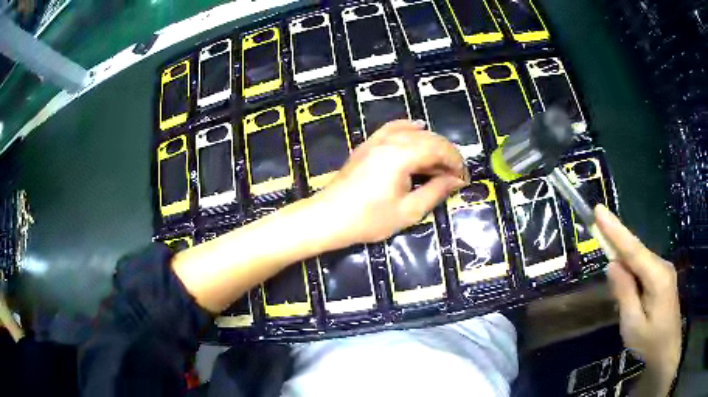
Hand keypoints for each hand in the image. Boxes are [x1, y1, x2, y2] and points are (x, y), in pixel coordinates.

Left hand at [314, 120, 467, 246]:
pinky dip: (410, 129)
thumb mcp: (409, 211)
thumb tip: (456, 180)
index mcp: (402, 154)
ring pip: (413, 132)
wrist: (329, 217)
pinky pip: (394, 128)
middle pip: (429, 138)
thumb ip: (436, 191)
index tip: (463, 179)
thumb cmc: (369, 219)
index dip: (455, 162)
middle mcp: (391, 140)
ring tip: (440, 163)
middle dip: (447, 154)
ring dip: (431, 144)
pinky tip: (418, 130)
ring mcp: (377, 139)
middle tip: (455, 175)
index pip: (439, 149)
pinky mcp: (368, 144)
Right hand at [596, 205, 680, 387]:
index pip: (633, 249)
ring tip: (612, 279)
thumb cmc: (651, 343)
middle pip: (636, 251)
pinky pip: (644, 268)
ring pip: (640, 260)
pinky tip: (627, 289)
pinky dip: (631, 271)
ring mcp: (664, 271)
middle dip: (617, 244)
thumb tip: (613, 265)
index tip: (599, 210)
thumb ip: (624, 293)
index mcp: (657, 277)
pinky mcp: (663, 278)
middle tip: (597, 237)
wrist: (668, 351)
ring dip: (624, 262)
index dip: (615, 230)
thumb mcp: (633, 325)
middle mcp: (662, 266)